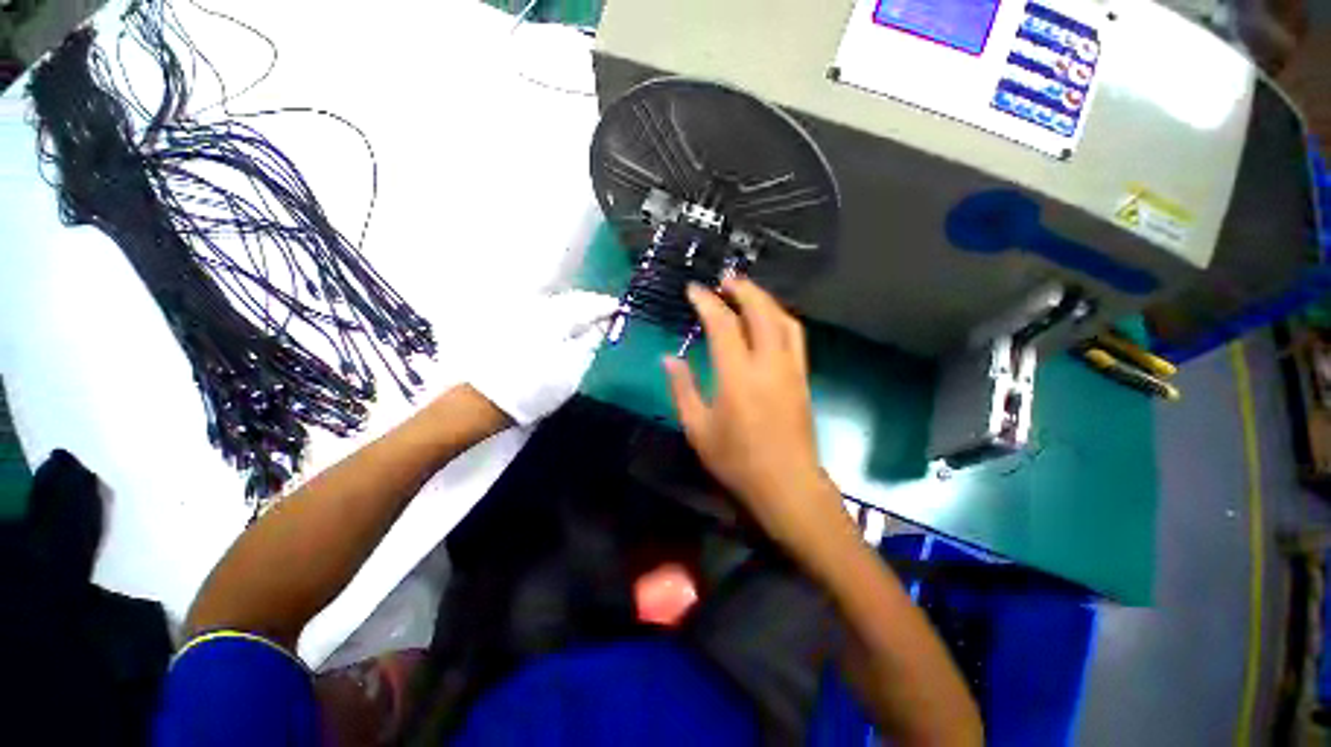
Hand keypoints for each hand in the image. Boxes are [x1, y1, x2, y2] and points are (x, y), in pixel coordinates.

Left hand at [467, 290, 617, 425]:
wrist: (485, 399)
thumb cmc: (536, 386)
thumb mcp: (573, 367)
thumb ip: (592, 341)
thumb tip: (604, 324)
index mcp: (557, 316)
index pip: (589, 303)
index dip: (608, 306)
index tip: (621, 309)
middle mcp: (538, 306)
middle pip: (571, 299)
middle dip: (591, 304)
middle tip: (606, 313)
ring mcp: (521, 313)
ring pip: (556, 303)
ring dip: (574, 308)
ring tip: (587, 318)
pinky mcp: (509, 322)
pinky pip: (543, 310)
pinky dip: (558, 314)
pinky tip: (562, 325)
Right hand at [663, 277, 842, 550]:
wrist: (787, 485)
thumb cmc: (737, 461)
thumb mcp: (698, 428)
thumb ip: (682, 389)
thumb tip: (668, 359)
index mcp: (737, 376)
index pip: (722, 324)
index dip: (707, 303)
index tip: (693, 290)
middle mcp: (768, 364)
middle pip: (761, 311)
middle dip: (743, 289)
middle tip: (724, 280)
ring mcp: (791, 369)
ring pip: (783, 320)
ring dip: (765, 300)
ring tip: (746, 293)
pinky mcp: (803, 378)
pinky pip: (795, 336)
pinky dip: (780, 319)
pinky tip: (768, 321)